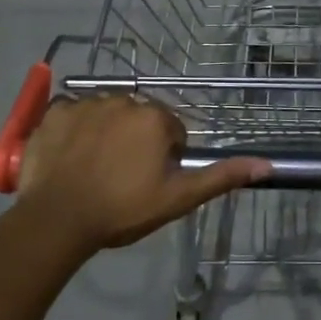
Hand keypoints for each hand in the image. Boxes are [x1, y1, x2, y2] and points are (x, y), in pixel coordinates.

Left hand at [15, 96, 269, 251]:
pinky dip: (72, 130)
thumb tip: (267, 164)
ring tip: (93, 170)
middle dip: (134, 141)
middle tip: (121, 178)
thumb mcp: (178, 198)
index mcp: (154, 117)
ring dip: (104, 133)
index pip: (170, 131)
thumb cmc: (122, 209)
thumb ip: (221, 177)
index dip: (163, 158)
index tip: (148, 182)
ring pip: (105, 114)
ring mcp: (84, 103)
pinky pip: (71, 114)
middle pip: (137, 118)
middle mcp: (122, 99)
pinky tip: (69, 157)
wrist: (57, 219)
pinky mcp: (53, 112)